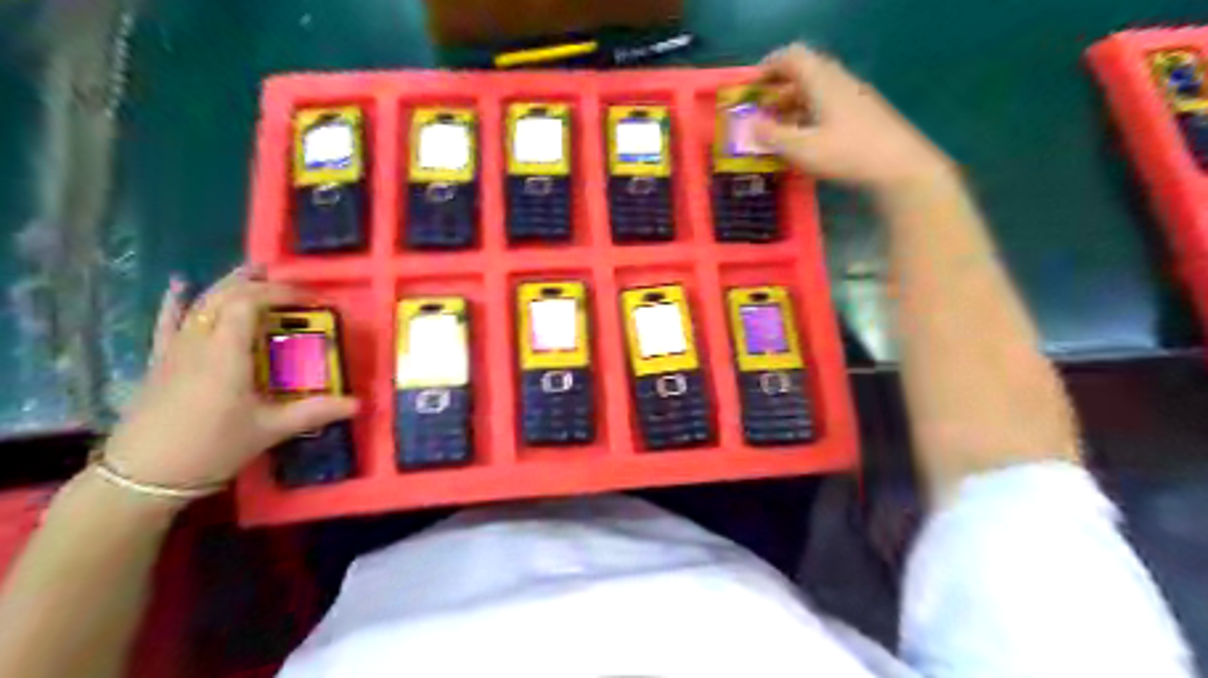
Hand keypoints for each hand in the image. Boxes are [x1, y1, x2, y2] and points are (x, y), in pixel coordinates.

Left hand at [100, 265, 356, 491]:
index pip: (250, 303)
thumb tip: (359, 403)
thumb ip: (315, 412)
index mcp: (227, 353)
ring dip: (227, 284)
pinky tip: (179, 285)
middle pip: (225, 296)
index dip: (281, 293)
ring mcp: (175, 350)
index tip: (310, 300)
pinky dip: (175, 301)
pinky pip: (167, 323)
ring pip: (200, 303)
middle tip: (288, 281)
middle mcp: (199, 341)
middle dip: (258, 283)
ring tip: (252, 271)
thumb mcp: (270, 430)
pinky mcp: (159, 362)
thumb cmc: (213, 447)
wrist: (143, 476)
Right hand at [751, 42, 953, 193]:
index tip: (751, 86)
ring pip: (817, 91)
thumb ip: (773, 137)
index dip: (769, 66)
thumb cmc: (848, 154)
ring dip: (793, 104)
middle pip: (805, 72)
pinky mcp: (864, 114)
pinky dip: (809, 115)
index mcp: (823, 81)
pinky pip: (829, 105)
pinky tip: (804, 139)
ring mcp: (855, 97)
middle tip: (761, 110)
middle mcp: (840, 82)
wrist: (901, 168)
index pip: (792, 57)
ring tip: (777, 128)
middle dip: (779, 88)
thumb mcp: (802, 149)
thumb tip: (752, 126)